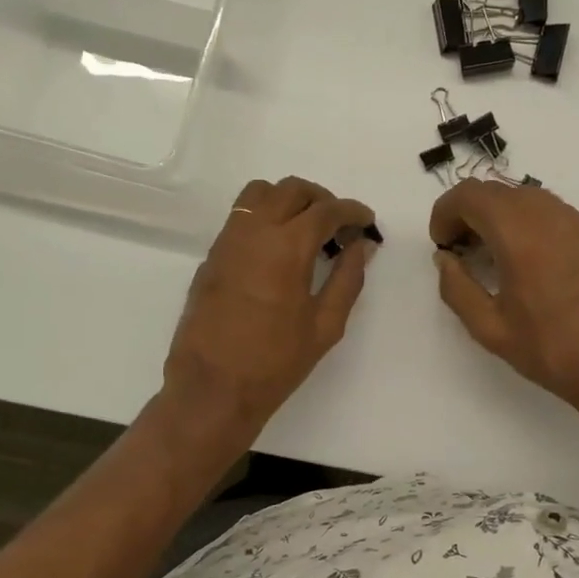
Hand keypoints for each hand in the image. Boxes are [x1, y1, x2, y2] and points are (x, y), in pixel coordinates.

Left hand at [163, 177, 377, 435]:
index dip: (351, 211)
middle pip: (292, 190)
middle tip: (339, 225)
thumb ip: (347, 278)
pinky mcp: (212, 256)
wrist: (213, 387)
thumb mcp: (325, 325)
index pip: (326, 210)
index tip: (366, 222)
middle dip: (322, 199)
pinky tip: (278, 249)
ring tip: (306, 230)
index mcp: (287, 247)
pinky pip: (241, 217)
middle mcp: (254, 231)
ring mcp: (227, 241)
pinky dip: (265, 216)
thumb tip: (362, 245)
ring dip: (289, 200)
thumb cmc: (276, 362)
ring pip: (260, 194)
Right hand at [430, 180, 578, 439]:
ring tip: (492, 256)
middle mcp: (550, 216)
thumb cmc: (548, 350)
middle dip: (470, 213)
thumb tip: (446, 259)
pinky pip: (551, 212)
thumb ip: (457, 287)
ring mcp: (577, 222)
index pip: (470, 195)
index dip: (445, 212)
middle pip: (497, 191)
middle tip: (460, 251)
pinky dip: (527, 223)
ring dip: (499, 216)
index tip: (441, 244)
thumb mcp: (489, 328)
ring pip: (525, 197)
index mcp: (520, 234)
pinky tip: (526, 262)